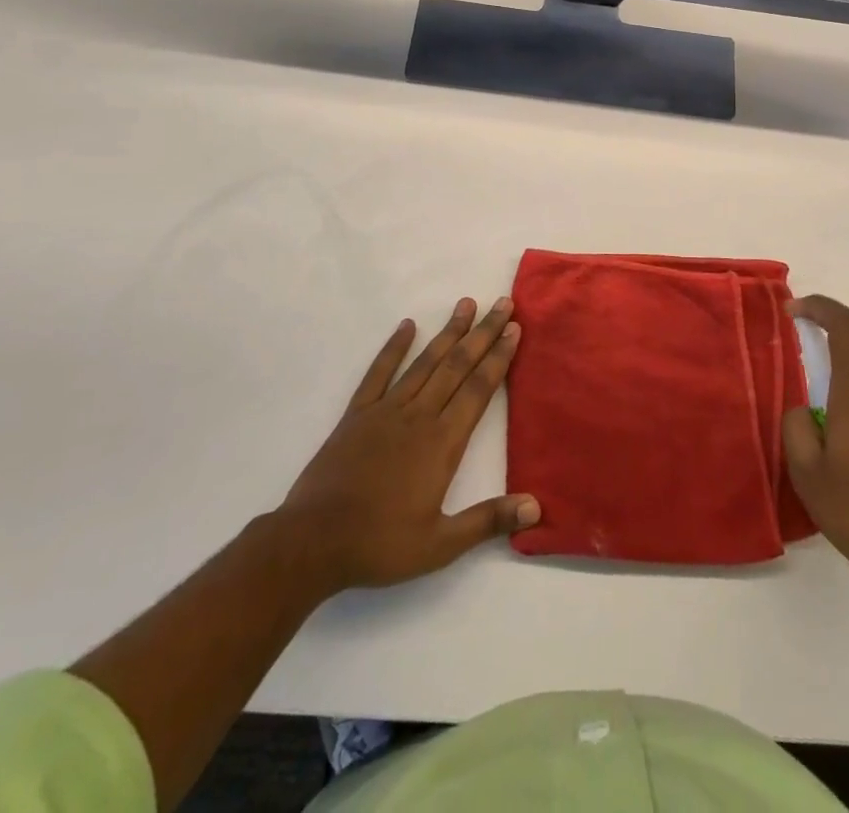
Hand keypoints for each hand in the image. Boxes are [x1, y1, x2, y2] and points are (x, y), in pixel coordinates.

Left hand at [279, 297, 538, 595]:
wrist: (312, 542)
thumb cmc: (380, 544)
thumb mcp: (440, 544)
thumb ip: (488, 520)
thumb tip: (536, 507)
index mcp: (442, 443)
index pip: (478, 389)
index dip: (498, 357)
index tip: (514, 328)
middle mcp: (419, 416)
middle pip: (457, 365)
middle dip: (483, 333)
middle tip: (502, 303)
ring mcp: (386, 410)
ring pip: (425, 362)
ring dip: (448, 332)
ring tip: (466, 304)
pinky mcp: (357, 414)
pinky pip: (379, 373)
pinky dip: (393, 347)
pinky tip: (406, 325)